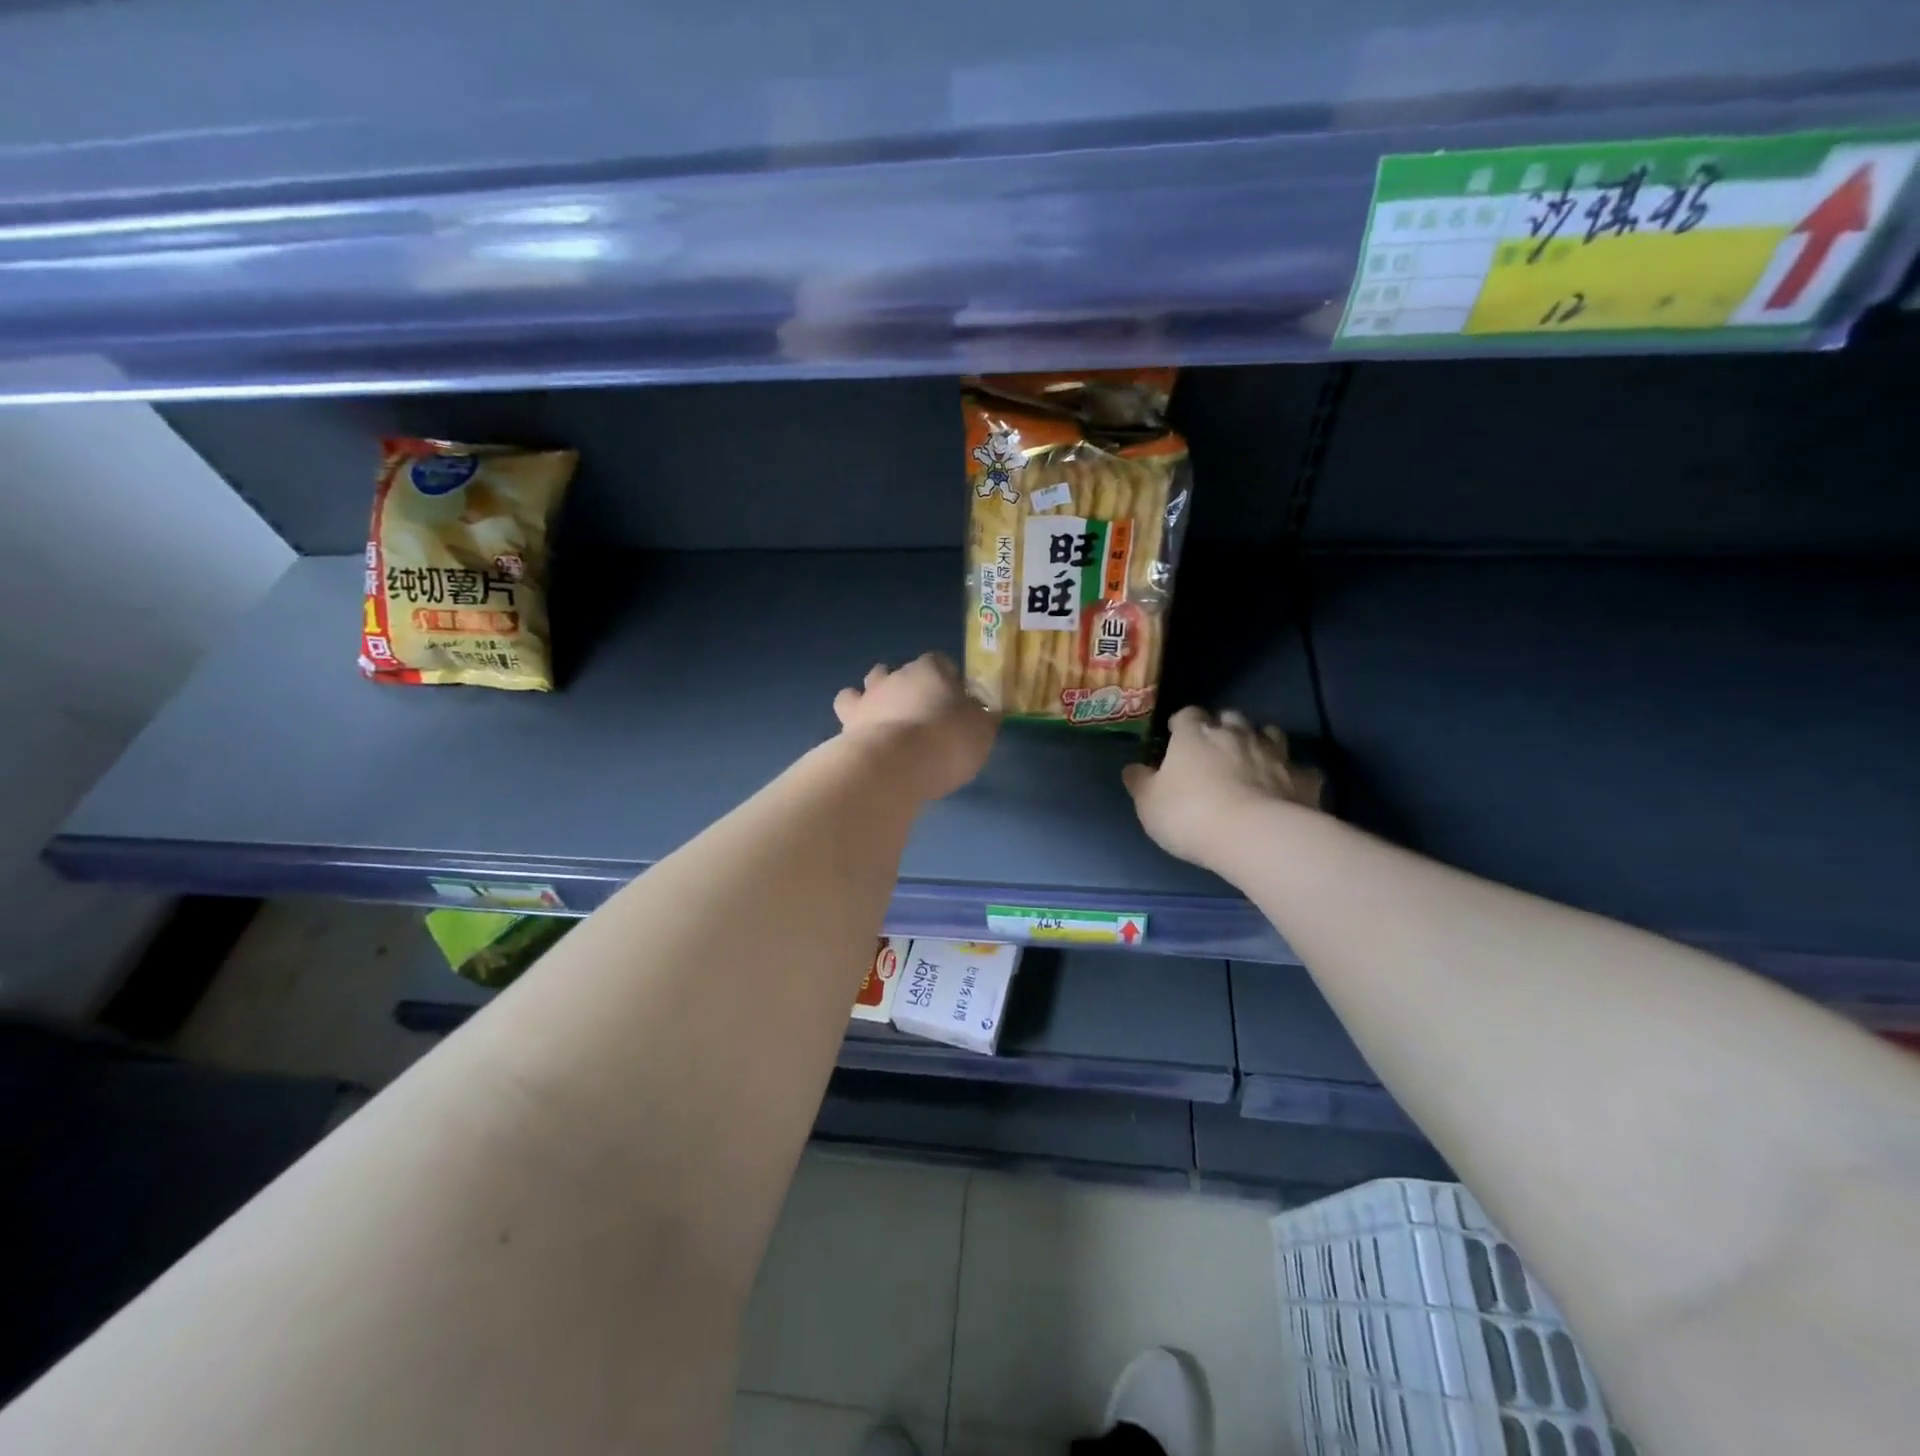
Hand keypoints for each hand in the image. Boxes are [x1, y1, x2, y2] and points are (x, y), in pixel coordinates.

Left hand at [834, 653, 1000, 799]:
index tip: (956, 701)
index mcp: (931, 669)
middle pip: (901, 672)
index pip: (941, 661)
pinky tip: (865, 737)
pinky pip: (847, 712)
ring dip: (875, 698)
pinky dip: (856, 721)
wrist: (895, 765)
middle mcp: (896, 675)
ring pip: (867, 685)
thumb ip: (982, 718)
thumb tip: (985, 713)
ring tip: (886, 722)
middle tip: (921, 714)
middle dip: (909, 687)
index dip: (949, 679)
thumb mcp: (981, 732)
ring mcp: (868, 697)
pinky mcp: (847, 722)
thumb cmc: (947, 741)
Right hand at [1123, 707, 1323, 867]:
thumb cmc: (1190, 815)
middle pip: (1230, 718)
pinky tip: (1288, 789)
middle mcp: (1236, 734)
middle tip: (1215, 748)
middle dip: (1223, 728)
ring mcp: (1274, 753)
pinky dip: (1293, 775)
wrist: (1254, 836)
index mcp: (1195, 735)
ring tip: (1254, 760)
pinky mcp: (1303, 778)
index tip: (1176, 735)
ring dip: (1261, 742)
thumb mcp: (1148, 803)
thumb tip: (1132, 768)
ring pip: (1270, 733)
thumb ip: (1140, 782)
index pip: (1188, 715)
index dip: (1182, 723)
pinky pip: (1301, 770)